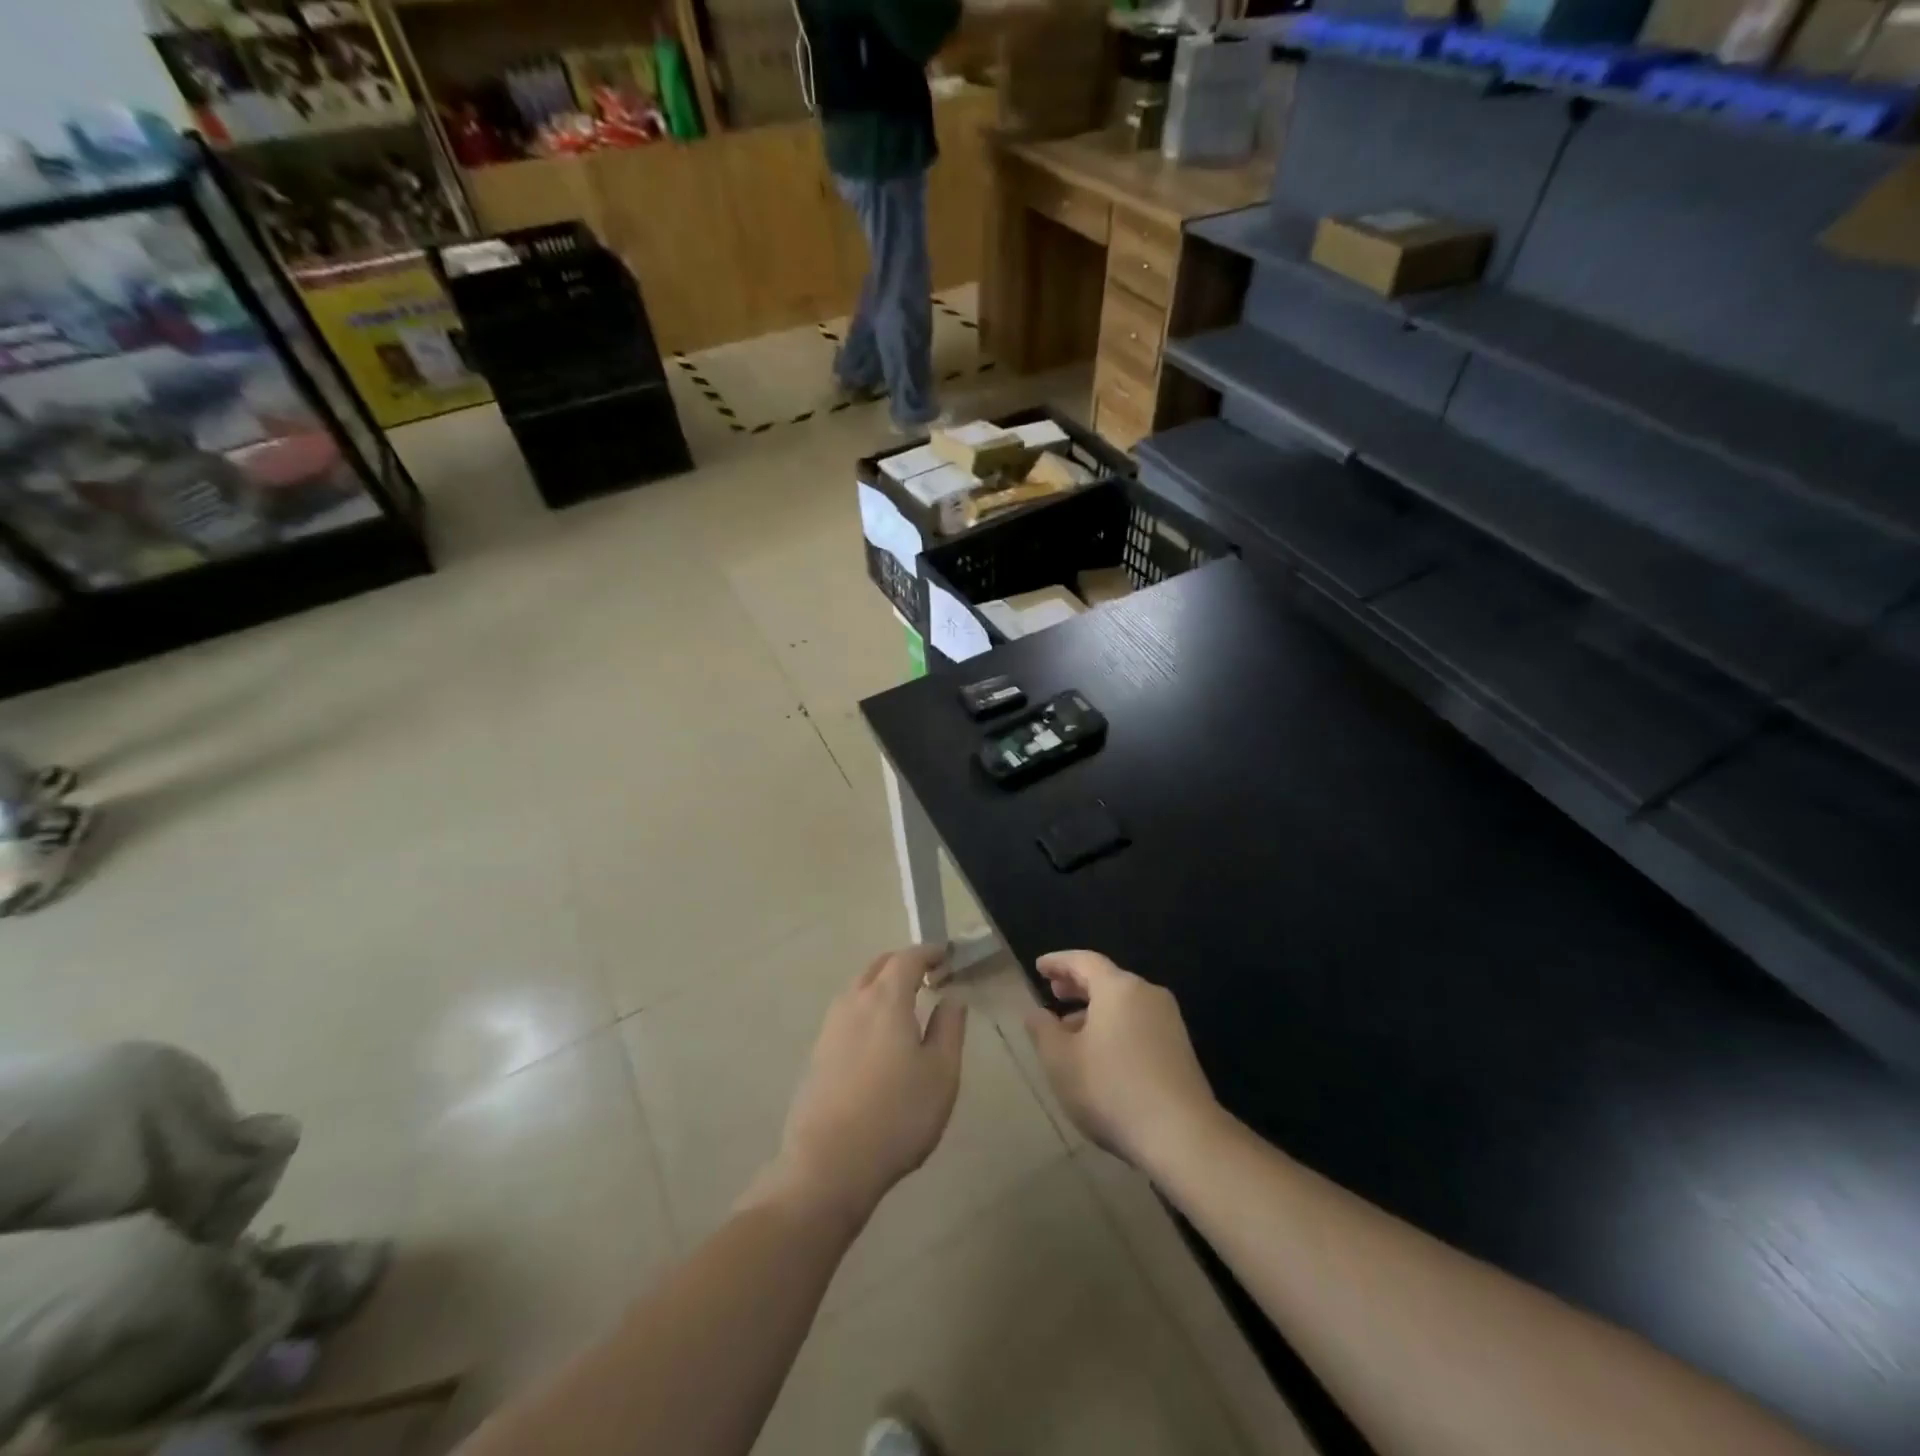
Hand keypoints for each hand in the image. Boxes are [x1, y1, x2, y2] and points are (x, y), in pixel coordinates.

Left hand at [764, 945, 966, 1228]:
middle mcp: (854, 1002)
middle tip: (928, 975)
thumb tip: (952, 997)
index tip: (946, 956)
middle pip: (878, 966)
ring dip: (882, 984)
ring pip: (858, 987)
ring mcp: (830, 1027)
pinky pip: (847, 1012)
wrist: (829, 1164)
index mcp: (886, 998)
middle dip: (904, 963)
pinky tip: (878, 1035)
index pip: (908, 958)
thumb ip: (949, 1028)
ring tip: (906, 1003)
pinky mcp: (818, 1052)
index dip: (929, 952)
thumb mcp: (941, 1073)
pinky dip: (867, 1007)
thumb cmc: (897, 1115)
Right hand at [1025, 950, 1218, 1171]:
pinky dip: (1115, 1026)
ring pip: (1124, 1004)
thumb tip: (1036, 1013)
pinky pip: (1139, 1023)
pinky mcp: (1180, 1048)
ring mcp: (1169, 1021)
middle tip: (1054, 992)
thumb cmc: (1111, 1089)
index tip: (1040, 967)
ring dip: (1095, 1010)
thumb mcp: (1060, 1060)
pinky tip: (1101, 1054)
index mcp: (1118, 988)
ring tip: (1071, 1029)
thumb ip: (1043, 1030)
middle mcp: (1147, 994)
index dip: (1059, 962)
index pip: (1084, 961)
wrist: (1182, 1135)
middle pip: (1107, 979)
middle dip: (1078, 984)